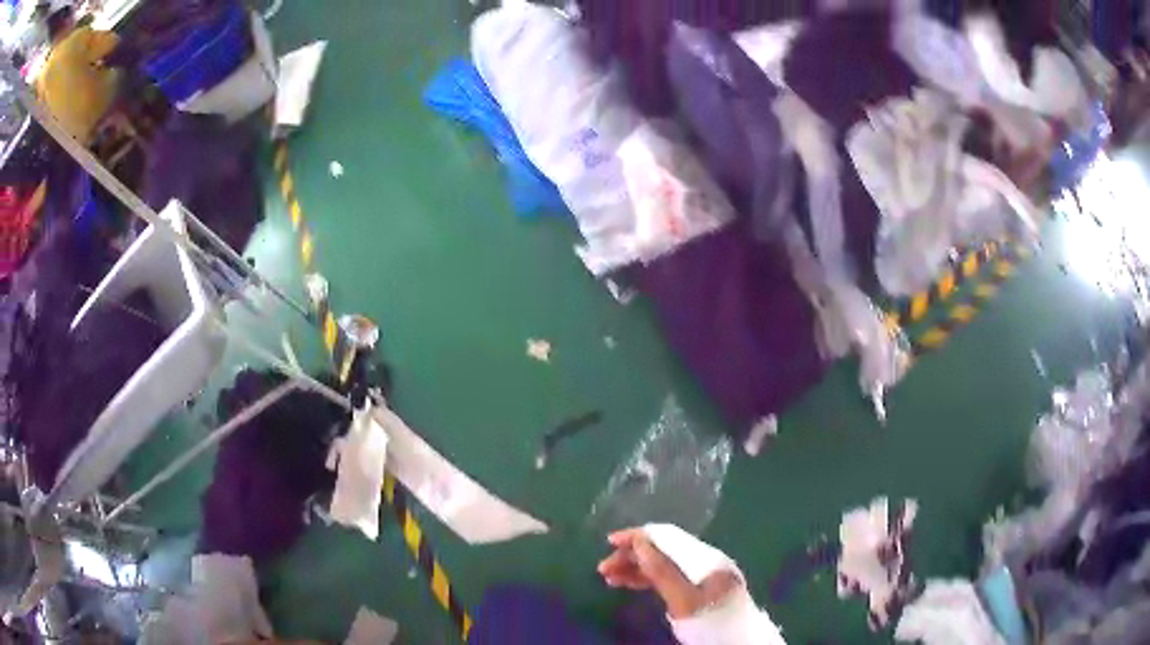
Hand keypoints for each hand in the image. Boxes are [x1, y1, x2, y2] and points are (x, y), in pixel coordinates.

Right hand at [597, 528, 738, 618]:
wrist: (736, 643)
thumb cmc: (711, 622)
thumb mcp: (684, 601)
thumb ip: (663, 571)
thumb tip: (640, 541)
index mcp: (705, 557)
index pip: (667, 537)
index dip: (638, 536)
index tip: (610, 542)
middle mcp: (703, 560)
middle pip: (662, 549)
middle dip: (632, 555)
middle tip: (603, 569)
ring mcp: (699, 575)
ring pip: (661, 564)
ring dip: (634, 567)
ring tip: (609, 577)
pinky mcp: (695, 589)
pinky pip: (666, 577)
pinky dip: (645, 578)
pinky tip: (627, 583)